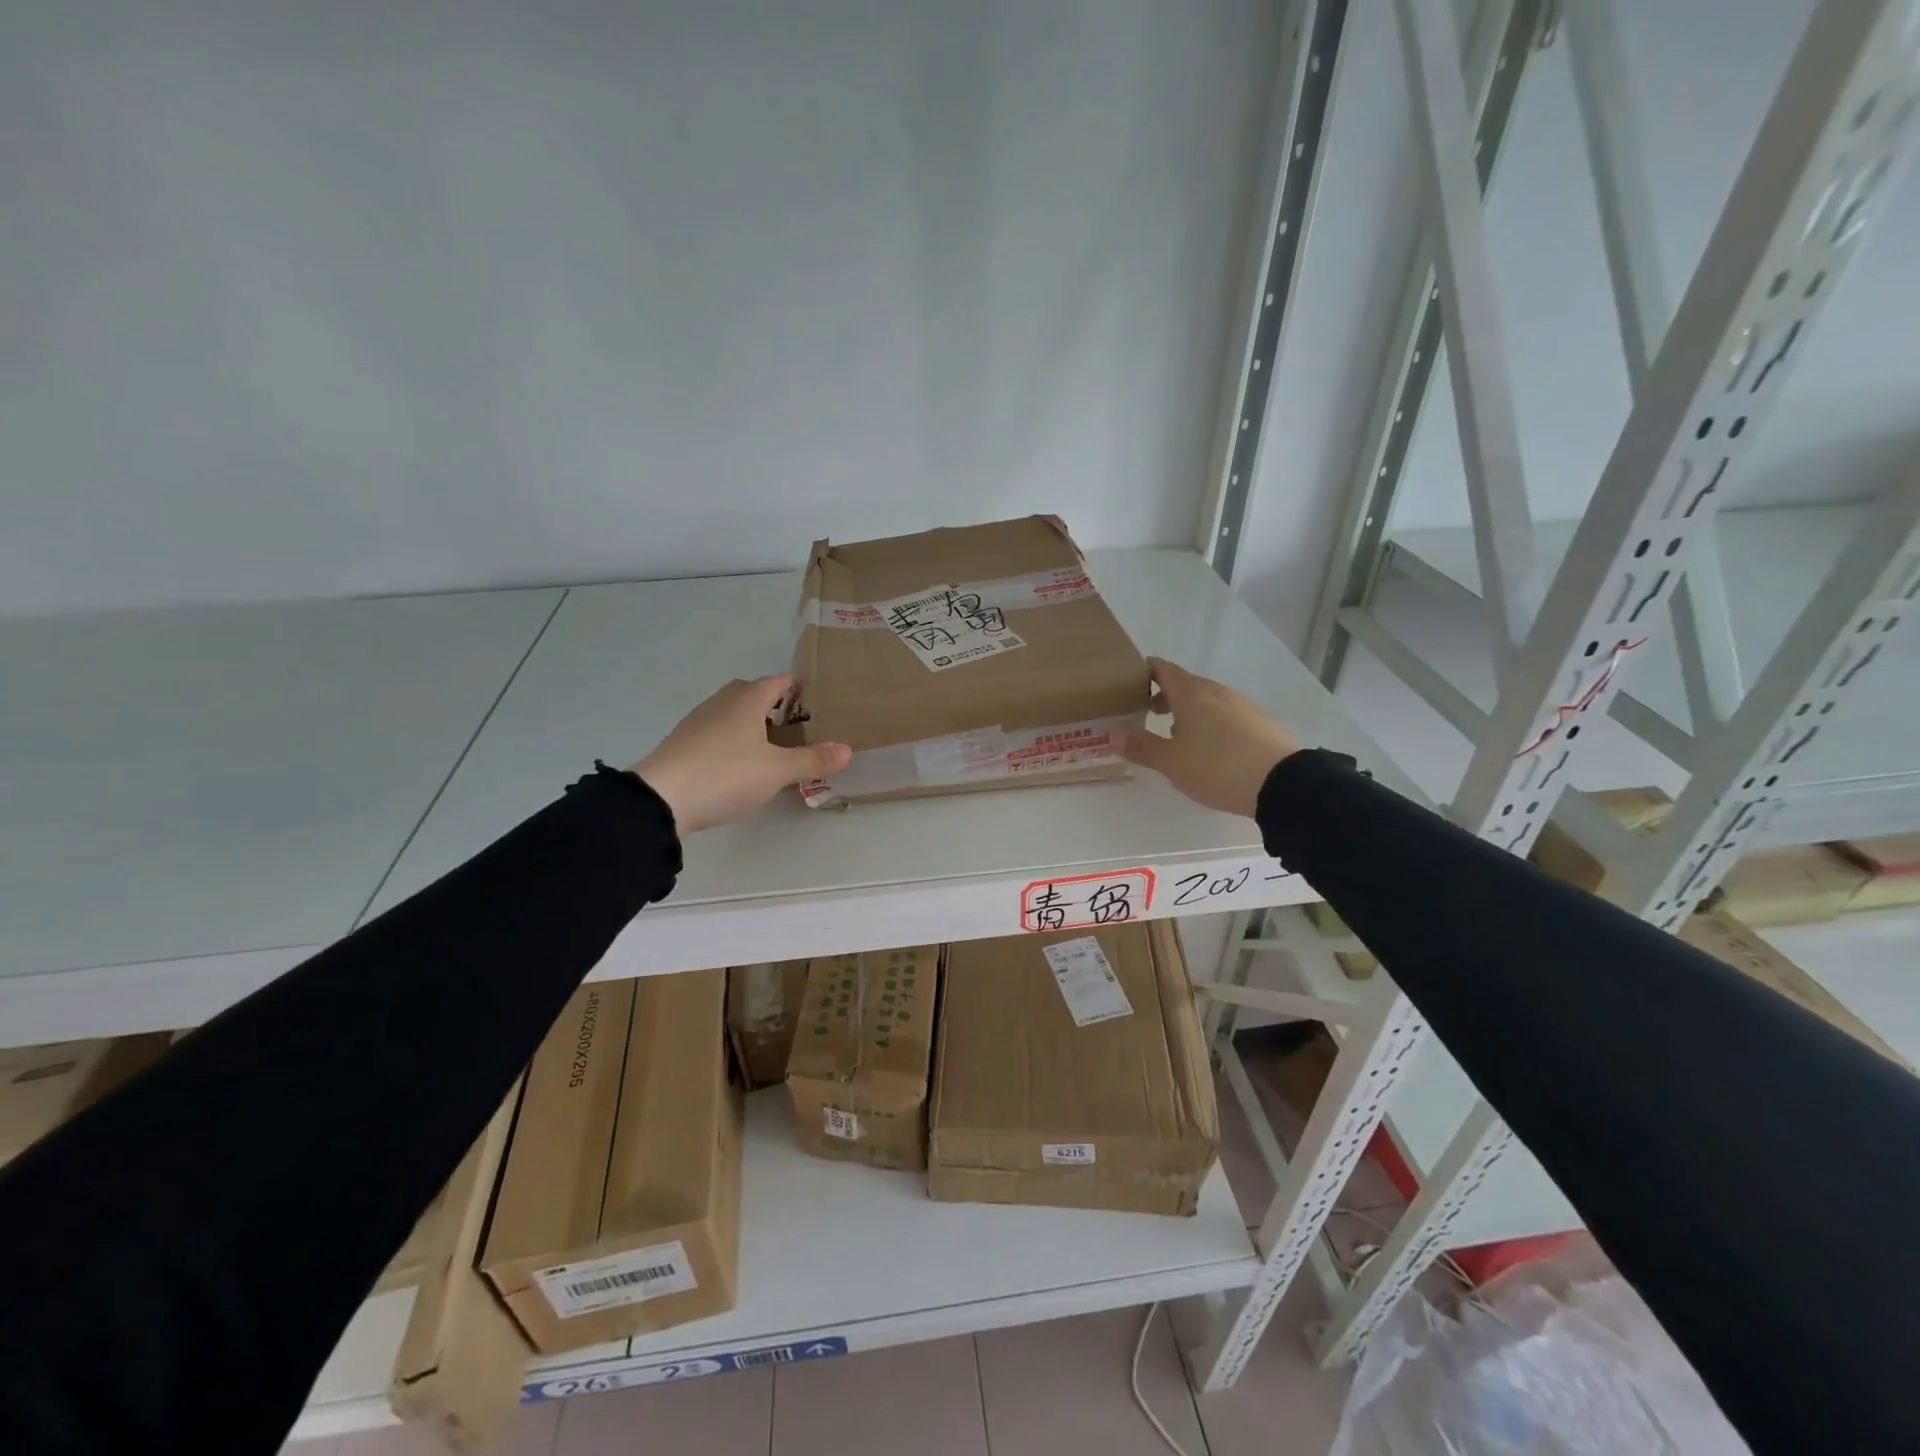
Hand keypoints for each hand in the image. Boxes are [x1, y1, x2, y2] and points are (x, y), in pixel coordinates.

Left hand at [633, 675, 851, 834]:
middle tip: (796, 728)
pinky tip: (738, 764)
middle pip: (752, 693)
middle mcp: (721, 702)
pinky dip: (731, 740)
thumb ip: (812, 760)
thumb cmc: (726, 774)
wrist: (661, 798)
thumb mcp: (777, 770)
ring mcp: (698, 721)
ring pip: (732, 713)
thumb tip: (847, 750)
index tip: (816, 702)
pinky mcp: (682, 743)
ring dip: (751, 724)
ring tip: (771, 748)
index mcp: (747, 699)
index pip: (778, 681)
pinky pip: (716, 732)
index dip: (798, 688)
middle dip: (774, 705)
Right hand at [1115, 657, 1299, 817]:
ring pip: (1207, 700)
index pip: (1163, 669)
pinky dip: (1210, 722)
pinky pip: (1226, 714)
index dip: (1146, 671)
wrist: (1283, 783)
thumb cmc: (1217, 767)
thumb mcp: (1171, 762)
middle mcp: (1216, 692)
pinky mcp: (1260, 722)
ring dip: (1188, 710)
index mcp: (1191, 694)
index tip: (1130, 681)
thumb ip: (1141, 746)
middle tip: (1146, 711)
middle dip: (1165, 695)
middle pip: (1185, 684)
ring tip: (1176, 734)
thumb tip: (1112, 734)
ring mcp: (1241, 705)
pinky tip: (1209, 746)